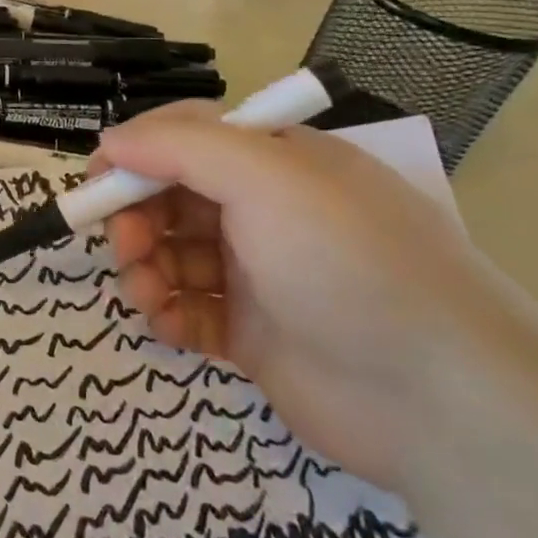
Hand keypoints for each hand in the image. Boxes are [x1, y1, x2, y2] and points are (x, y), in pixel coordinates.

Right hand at [95, 104, 533, 490]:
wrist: (441, 399)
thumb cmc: (348, 262)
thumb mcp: (266, 179)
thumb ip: (180, 148)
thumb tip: (110, 143)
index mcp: (277, 163)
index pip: (188, 137)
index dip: (137, 153)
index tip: (96, 179)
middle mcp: (267, 212)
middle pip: (173, 197)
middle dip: (136, 216)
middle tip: (124, 245)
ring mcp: (260, 275)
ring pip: (173, 255)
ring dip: (145, 268)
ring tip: (146, 294)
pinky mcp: (254, 334)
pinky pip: (189, 310)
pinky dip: (168, 313)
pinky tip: (168, 324)